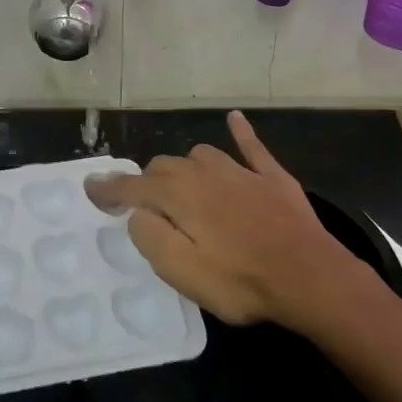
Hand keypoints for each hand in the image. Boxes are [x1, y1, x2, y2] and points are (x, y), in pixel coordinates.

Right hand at [84, 110, 357, 327]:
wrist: (311, 276)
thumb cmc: (241, 281)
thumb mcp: (183, 272)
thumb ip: (151, 237)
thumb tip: (137, 213)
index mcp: (180, 196)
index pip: (134, 187)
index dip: (110, 189)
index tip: (91, 189)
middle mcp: (205, 173)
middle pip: (164, 166)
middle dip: (148, 182)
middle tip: (145, 206)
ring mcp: (240, 171)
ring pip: (200, 155)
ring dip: (185, 168)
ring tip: (183, 187)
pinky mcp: (272, 177)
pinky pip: (250, 145)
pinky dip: (240, 132)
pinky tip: (235, 119)